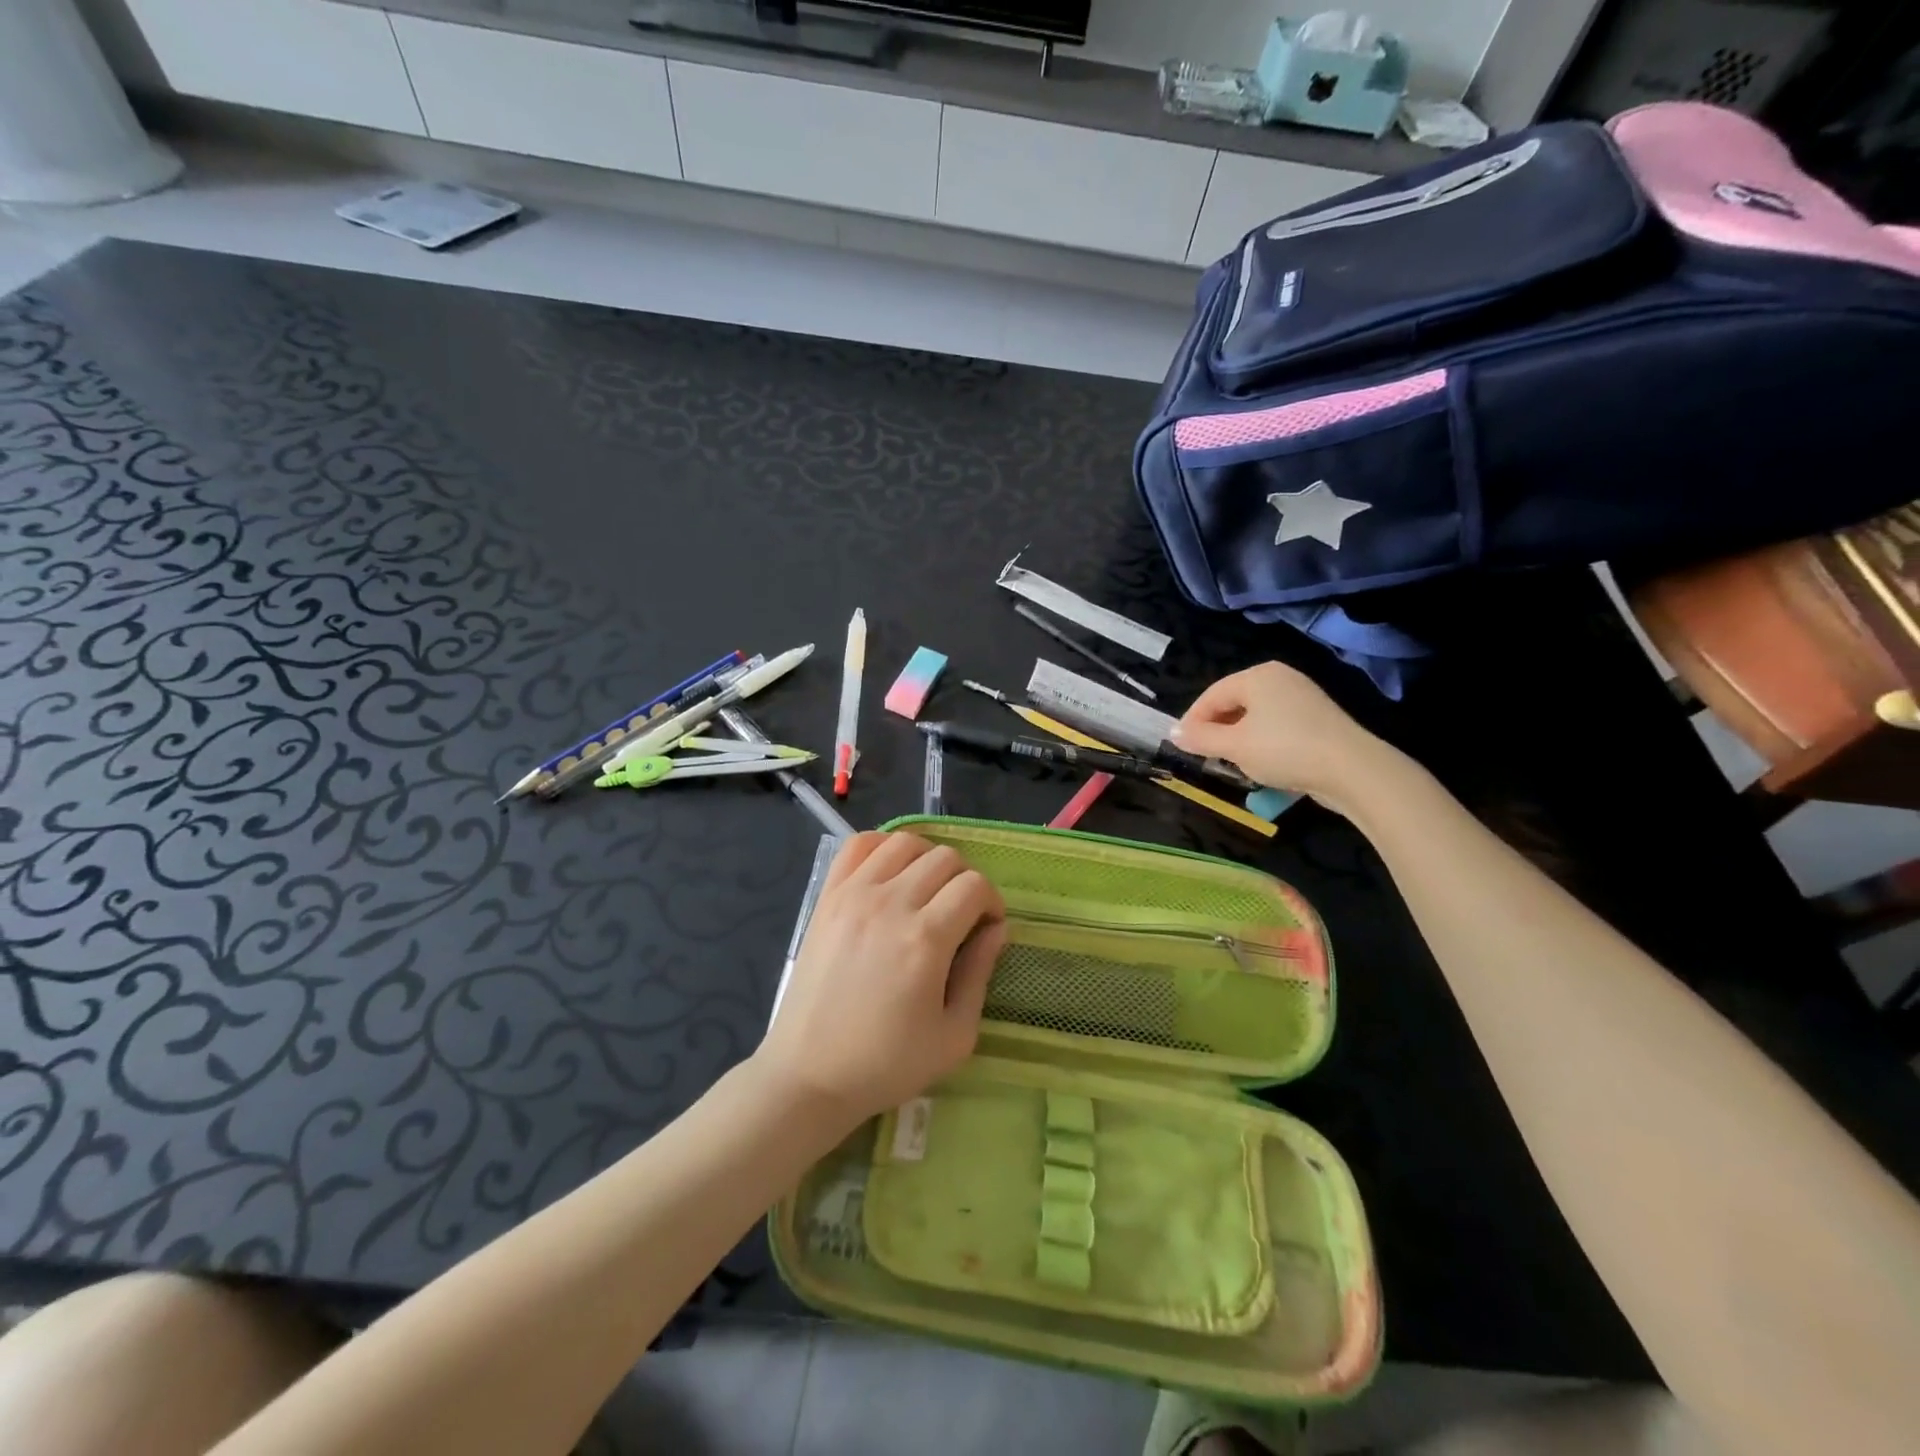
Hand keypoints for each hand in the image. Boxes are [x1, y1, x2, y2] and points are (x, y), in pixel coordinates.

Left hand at [755, 831, 1006, 1128]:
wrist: (809, 1074)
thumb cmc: (886, 1064)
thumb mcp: (954, 1036)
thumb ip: (980, 973)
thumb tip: (996, 929)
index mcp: (925, 939)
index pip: (974, 886)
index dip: (991, 903)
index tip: (985, 929)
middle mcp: (890, 904)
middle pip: (945, 858)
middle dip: (964, 881)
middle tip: (959, 915)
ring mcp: (853, 895)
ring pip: (904, 842)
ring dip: (927, 859)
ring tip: (926, 891)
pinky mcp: (826, 896)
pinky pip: (858, 845)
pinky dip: (882, 846)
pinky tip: (890, 874)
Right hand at [1172, 661, 1390, 815]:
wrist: (1352, 769)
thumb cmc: (1284, 750)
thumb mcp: (1234, 746)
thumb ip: (1200, 738)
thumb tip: (1173, 733)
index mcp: (1257, 676)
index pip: (1211, 694)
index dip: (1192, 721)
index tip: (1181, 746)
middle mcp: (1280, 678)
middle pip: (1234, 702)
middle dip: (1216, 729)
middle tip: (1205, 756)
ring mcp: (1302, 696)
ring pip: (1256, 716)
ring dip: (1238, 738)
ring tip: (1232, 763)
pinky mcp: (1318, 718)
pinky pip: (1277, 725)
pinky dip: (1263, 741)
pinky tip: (1263, 763)